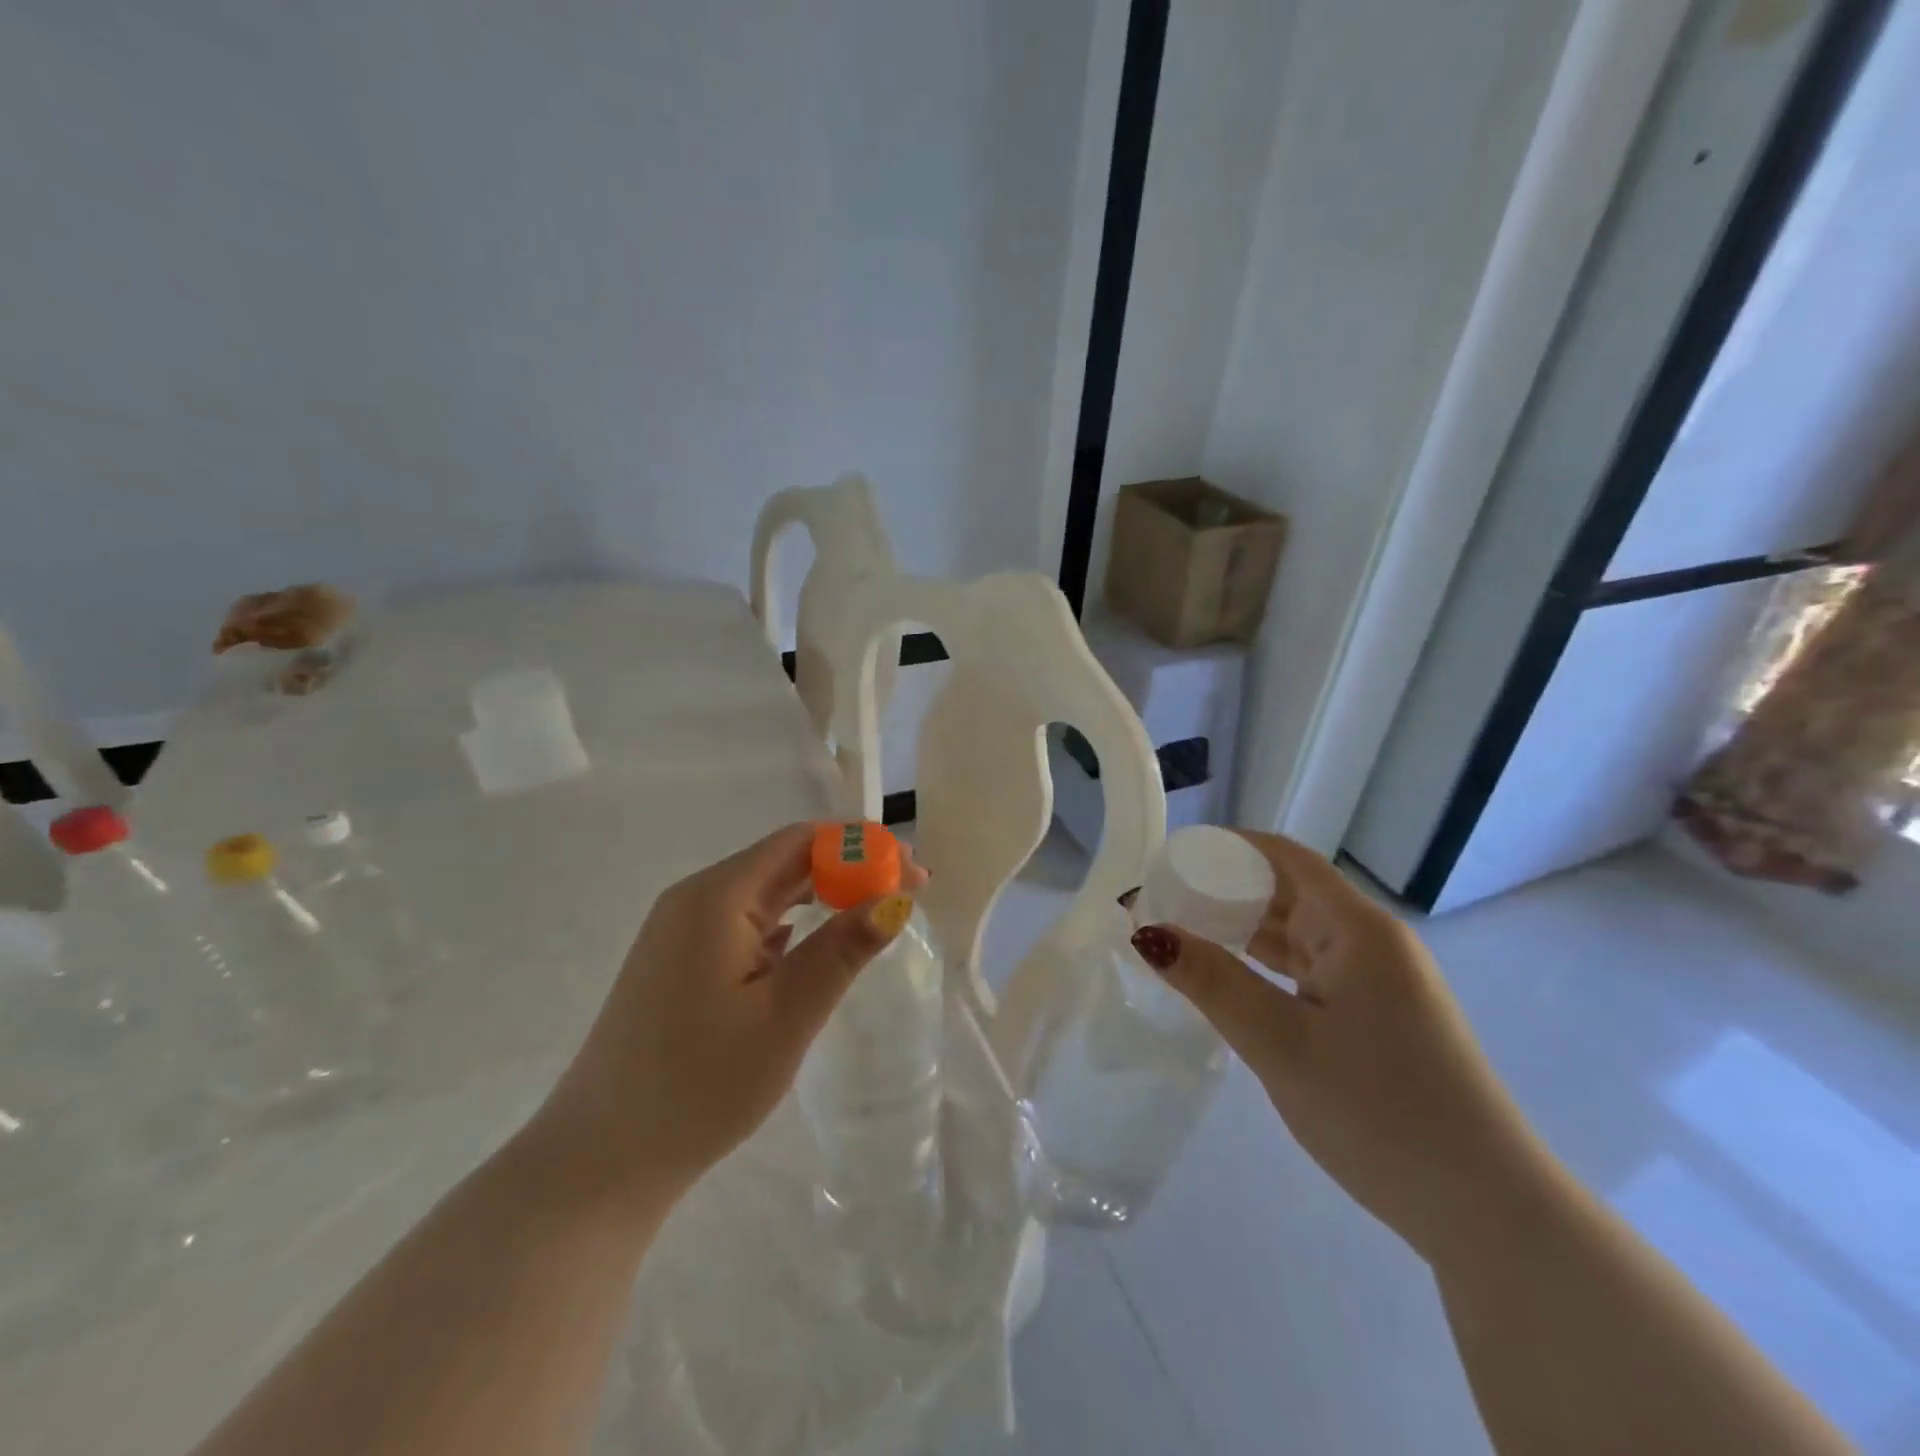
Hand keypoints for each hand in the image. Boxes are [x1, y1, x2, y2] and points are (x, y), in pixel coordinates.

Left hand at [530, 823, 920, 1211]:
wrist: (600, 1160)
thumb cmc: (700, 1085)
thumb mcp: (786, 1016)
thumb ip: (843, 950)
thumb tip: (896, 899)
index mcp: (716, 897)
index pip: (802, 841)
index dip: (864, 847)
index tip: (914, 873)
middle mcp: (695, 898)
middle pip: (785, 861)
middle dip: (849, 868)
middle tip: (905, 893)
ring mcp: (681, 930)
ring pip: (766, 891)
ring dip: (821, 894)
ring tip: (871, 914)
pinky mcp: (679, 960)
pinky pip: (745, 921)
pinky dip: (790, 922)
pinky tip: (813, 945)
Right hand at [1138, 832, 1552, 1262]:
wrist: (1487, 1213)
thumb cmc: (1381, 1113)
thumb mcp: (1281, 1044)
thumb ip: (1212, 981)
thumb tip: (1148, 932)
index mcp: (1357, 929)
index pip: (1283, 858)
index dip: (1225, 848)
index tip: (1168, 859)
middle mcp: (1370, 942)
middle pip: (1287, 891)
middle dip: (1222, 890)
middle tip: (1159, 904)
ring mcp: (1377, 981)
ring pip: (1295, 933)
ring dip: (1240, 930)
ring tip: (1179, 935)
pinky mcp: (1375, 1016)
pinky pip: (1307, 970)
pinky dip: (1263, 966)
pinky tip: (1226, 978)